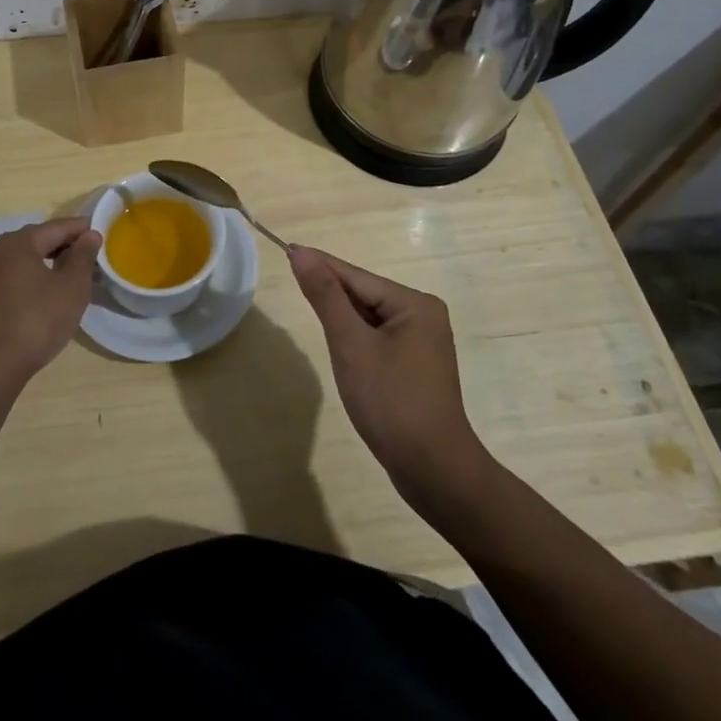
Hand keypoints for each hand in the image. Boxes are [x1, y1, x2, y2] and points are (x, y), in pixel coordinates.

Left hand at [0, 217, 101, 383]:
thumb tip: (90, 235)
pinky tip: (55, 296)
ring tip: (81, 279)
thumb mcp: (71, 287)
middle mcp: (2, 251)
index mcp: (20, 242)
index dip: (84, 229)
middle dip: (70, 248)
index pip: (59, 226)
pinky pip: (21, 278)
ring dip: (56, 265)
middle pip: (43, 240)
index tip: (106, 235)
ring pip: (32, 260)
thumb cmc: (36, 320)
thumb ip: (83, 256)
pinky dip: (41, 280)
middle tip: (97, 259)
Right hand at [288, 246, 483, 492]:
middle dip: (329, 292)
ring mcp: (422, 342)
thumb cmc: (391, 402)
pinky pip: (377, 338)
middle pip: (363, 294)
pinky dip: (354, 338)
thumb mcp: (351, 345)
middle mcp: (423, 315)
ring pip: (369, 318)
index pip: (355, 276)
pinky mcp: (415, 366)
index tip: (286, 248)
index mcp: (414, 304)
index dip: (319, 264)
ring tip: (307, 305)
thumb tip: (301, 253)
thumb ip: (325, 296)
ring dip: (340, 317)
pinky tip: (337, 343)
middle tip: (290, 278)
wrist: (434, 471)